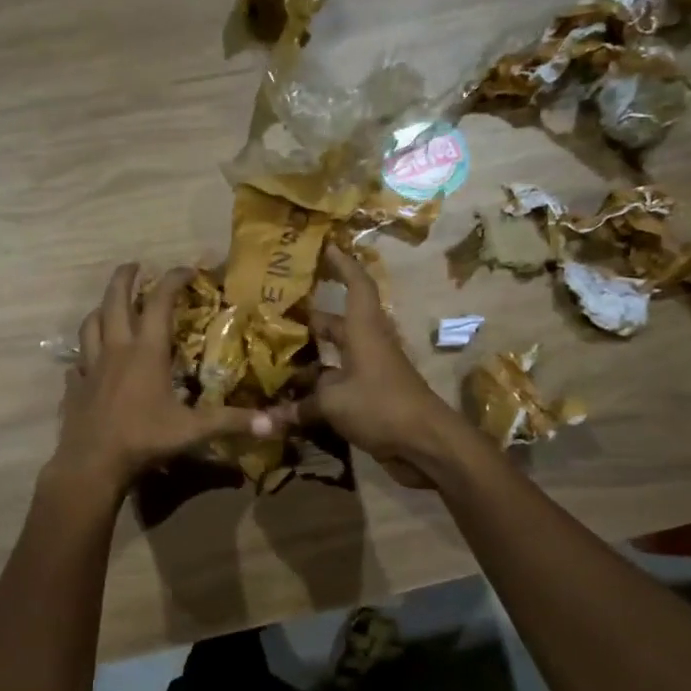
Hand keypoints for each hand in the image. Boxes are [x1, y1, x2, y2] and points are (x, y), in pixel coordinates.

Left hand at [50, 263, 273, 494]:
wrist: (92, 463)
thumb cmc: (144, 439)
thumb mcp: (193, 430)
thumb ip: (231, 422)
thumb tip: (275, 423)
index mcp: (146, 352)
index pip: (160, 302)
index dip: (173, 280)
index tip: (187, 270)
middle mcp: (116, 349)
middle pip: (115, 301)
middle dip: (125, 278)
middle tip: (134, 265)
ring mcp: (91, 367)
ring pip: (90, 325)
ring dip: (101, 309)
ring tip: (109, 306)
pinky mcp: (75, 386)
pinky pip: (77, 362)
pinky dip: (84, 355)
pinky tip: (88, 362)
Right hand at [271, 245, 462, 488]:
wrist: (426, 445)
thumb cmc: (381, 406)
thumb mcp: (334, 403)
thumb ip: (299, 406)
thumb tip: (265, 418)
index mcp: (363, 331)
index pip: (356, 285)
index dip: (342, 264)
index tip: (325, 246)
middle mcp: (367, 346)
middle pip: (335, 324)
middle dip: (308, 320)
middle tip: (273, 315)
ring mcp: (369, 374)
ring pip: (333, 358)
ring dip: (308, 360)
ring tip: (271, 358)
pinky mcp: (369, 400)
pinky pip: (336, 386)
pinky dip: (315, 391)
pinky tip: (288, 400)